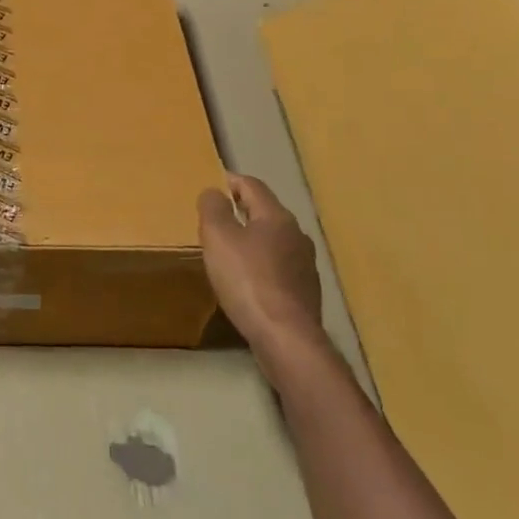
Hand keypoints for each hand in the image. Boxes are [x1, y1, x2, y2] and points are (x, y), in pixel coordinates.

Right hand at [198, 173, 324, 379]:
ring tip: (230, 251)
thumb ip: (213, 208)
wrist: (285, 336)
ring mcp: (306, 265)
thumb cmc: (247, 279)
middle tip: (216, 219)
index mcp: (277, 216)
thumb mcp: (218, 237)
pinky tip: (248, 281)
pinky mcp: (306, 292)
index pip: (253, 185)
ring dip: (253, 240)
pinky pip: (279, 267)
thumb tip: (214, 192)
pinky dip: (262, 266)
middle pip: (266, 212)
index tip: (212, 185)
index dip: (230, 181)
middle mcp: (297, 235)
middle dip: (241, 211)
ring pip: (274, 241)